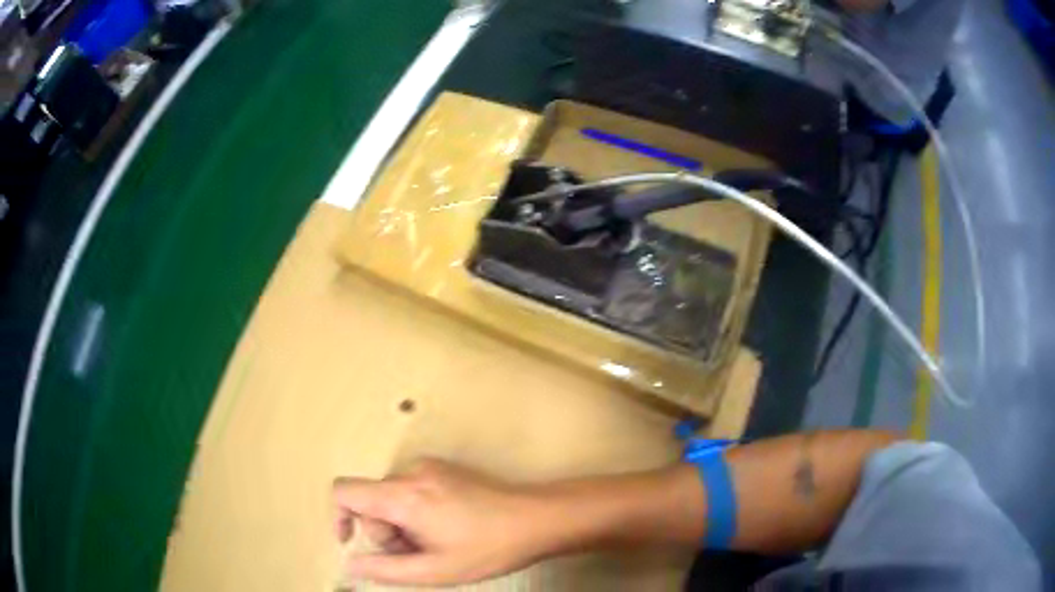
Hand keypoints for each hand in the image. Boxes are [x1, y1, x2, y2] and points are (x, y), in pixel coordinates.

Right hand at [332, 459, 551, 585]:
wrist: (537, 519)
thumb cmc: (487, 548)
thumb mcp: (435, 569)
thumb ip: (385, 570)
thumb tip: (351, 564)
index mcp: (403, 495)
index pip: (344, 491)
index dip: (338, 517)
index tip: (352, 541)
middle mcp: (411, 472)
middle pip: (371, 499)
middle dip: (384, 531)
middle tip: (416, 553)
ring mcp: (430, 466)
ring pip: (391, 496)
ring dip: (401, 523)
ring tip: (435, 543)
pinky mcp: (444, 468)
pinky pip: (411, 489)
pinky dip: (415, 511)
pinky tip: (445, 528)